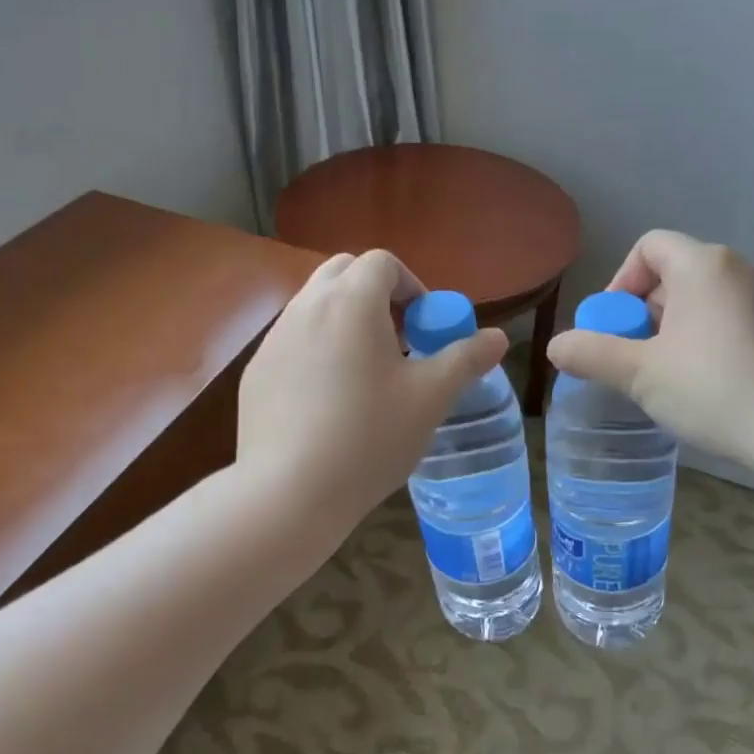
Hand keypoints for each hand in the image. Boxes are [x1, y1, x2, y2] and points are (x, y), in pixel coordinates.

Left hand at [238, 250, 508, 528]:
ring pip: (314, 306)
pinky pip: (292, 342)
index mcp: (351, 301)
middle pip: (343, 273)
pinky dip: (317, 350)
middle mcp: (306, 306)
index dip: (412, 286)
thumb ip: (466, 359)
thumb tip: (498, 337)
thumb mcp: (430, 398)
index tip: (424, 327)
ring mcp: (274, 339)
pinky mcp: (256, 372)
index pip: (383, 263)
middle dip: (375, 295)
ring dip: (345, 321)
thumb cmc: (369, 436)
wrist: (289, 491)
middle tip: (398, 342)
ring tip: (365, 374)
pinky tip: (329, 402)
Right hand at [546, 231, 753, 467]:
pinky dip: (706, 336)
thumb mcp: (639, 373)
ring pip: (702, 297)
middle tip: (635, 357)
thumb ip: (591, 353)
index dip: (621, 281)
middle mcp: (739, 268)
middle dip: (644, 311)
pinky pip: (730, 316)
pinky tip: (705, 380)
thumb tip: (555, 346)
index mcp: (703, 266)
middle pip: (674, 273)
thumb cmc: (712, 390)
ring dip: (673, 327)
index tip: (614, 327)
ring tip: (666, 373)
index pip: (648, 247)